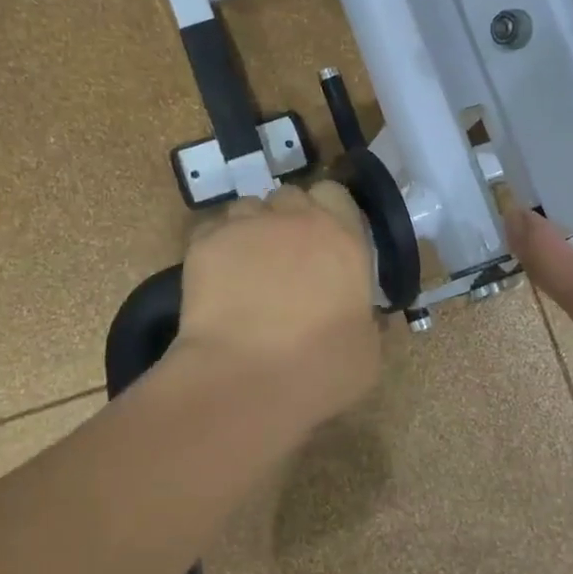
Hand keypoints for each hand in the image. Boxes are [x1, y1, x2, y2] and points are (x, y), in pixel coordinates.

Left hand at [172, 181, 381, 428]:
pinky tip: (217, 280)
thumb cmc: (320, 369)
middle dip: (287, 217)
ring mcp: (247, 227)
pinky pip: (211, 230)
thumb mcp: (367, 349)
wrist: (246, 379)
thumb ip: (363, 316)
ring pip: (247, 208)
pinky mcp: (205, 243)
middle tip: (285, 256)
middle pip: (289, 196)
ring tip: (246, 268)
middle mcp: (295, 220)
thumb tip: (359, 314)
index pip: (334, 194)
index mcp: (343, 238)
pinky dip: (216, 247)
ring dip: (251, 229)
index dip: (327, 211)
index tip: (324, 240)